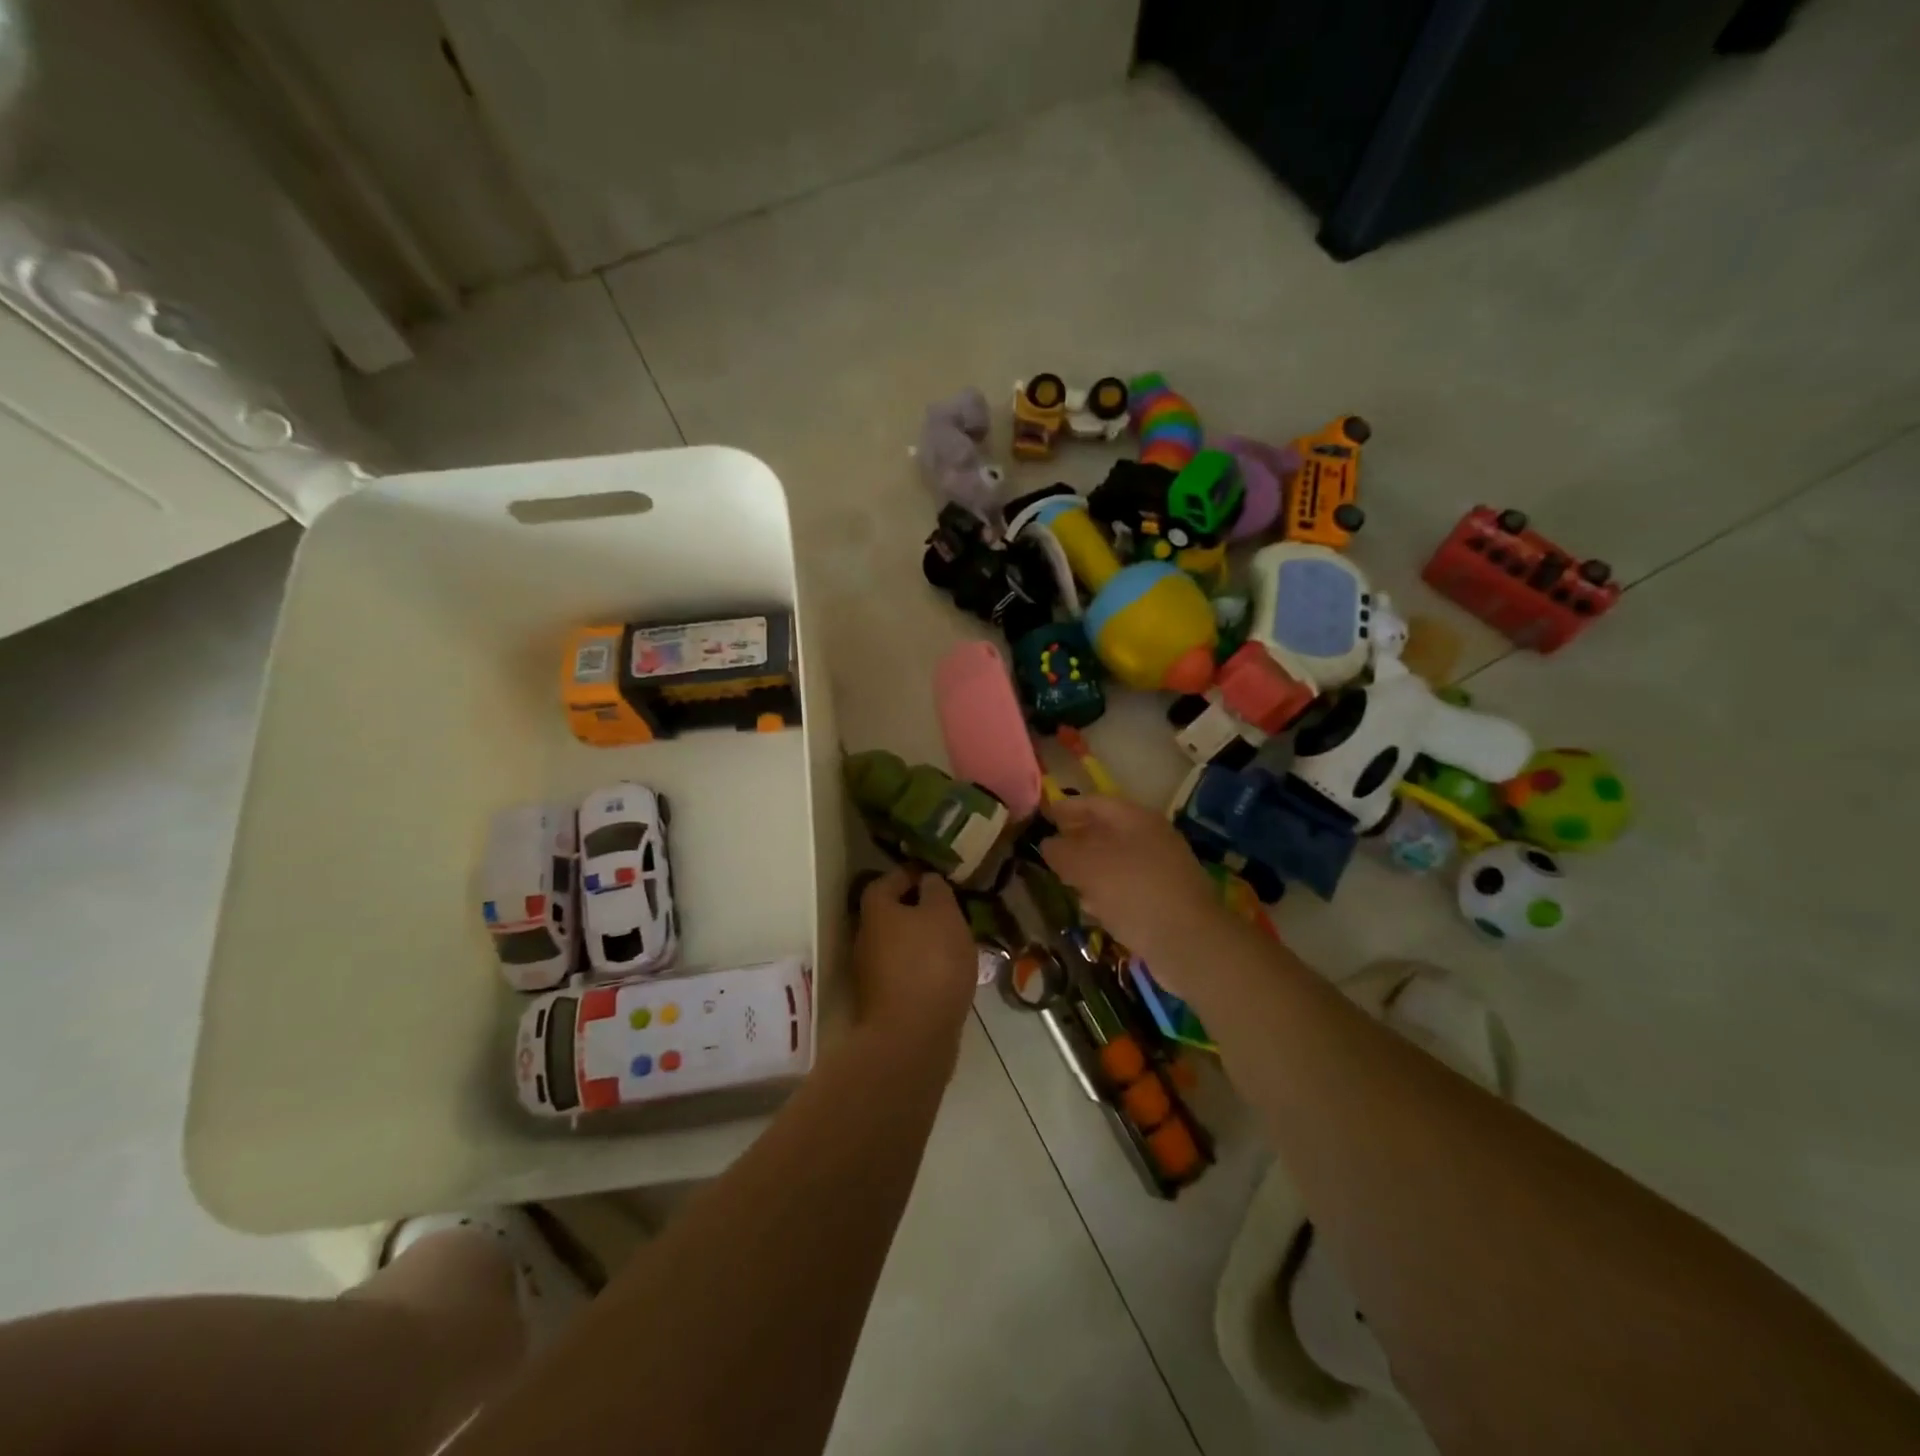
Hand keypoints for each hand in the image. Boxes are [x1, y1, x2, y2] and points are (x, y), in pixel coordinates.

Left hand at [852, 867, 977, 1038]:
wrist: (913, 1037)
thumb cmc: (930, 963)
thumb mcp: (944, 914)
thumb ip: (936, 891)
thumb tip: (927, 880)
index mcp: (876, 908)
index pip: (891, 878)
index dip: (915, 873)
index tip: (939, 877)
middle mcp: (865, 935)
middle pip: (892, 912)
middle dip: (918, 909)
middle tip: (950, 911)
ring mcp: (870, 971)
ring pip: (898, 943)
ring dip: (921, 940)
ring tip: (954, 943)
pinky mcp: (882, 1000)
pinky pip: (904, 971)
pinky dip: (922, 967)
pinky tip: (946, 974)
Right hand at [1038, 795, 1228, 987]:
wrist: (1190, 942)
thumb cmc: (1134, 892)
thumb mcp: (1088, 867)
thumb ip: (1062, 851)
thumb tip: (1048, 843)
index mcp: (1136, 819)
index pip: (1094, 803)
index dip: (1065, 808)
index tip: (1041, 817)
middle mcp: (1151, 838)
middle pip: (1106, 831)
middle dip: (1077, 839)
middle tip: (1049, 850)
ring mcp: (1161, 869)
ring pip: (1117, 861)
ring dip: (1090, 868)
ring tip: (1064, 879)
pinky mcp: (1165, 900)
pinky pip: (1128, 888)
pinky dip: (1107, 892)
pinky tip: (1091, 908)